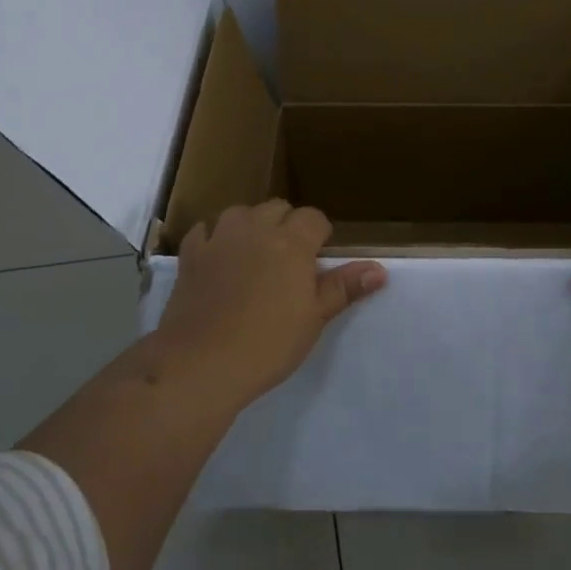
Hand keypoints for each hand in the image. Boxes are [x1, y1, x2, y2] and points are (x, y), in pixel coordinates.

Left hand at [157, 200, 385, 402]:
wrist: (202, 361)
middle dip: (287, 224)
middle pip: (277, 208)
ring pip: (240, 212)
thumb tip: (379, 269)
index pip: (313, 218)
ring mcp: (219, 238)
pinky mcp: (190, 254)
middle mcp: (255, 229)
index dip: (319, 235)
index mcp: (291, 242)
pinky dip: (214, 237)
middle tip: (289, 259)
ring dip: (251, 224)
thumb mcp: (314, 318)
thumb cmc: (269, 342)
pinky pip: (204, 230)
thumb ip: (344, 288)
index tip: (318, 259)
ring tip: (255, 252)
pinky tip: (217, 256)